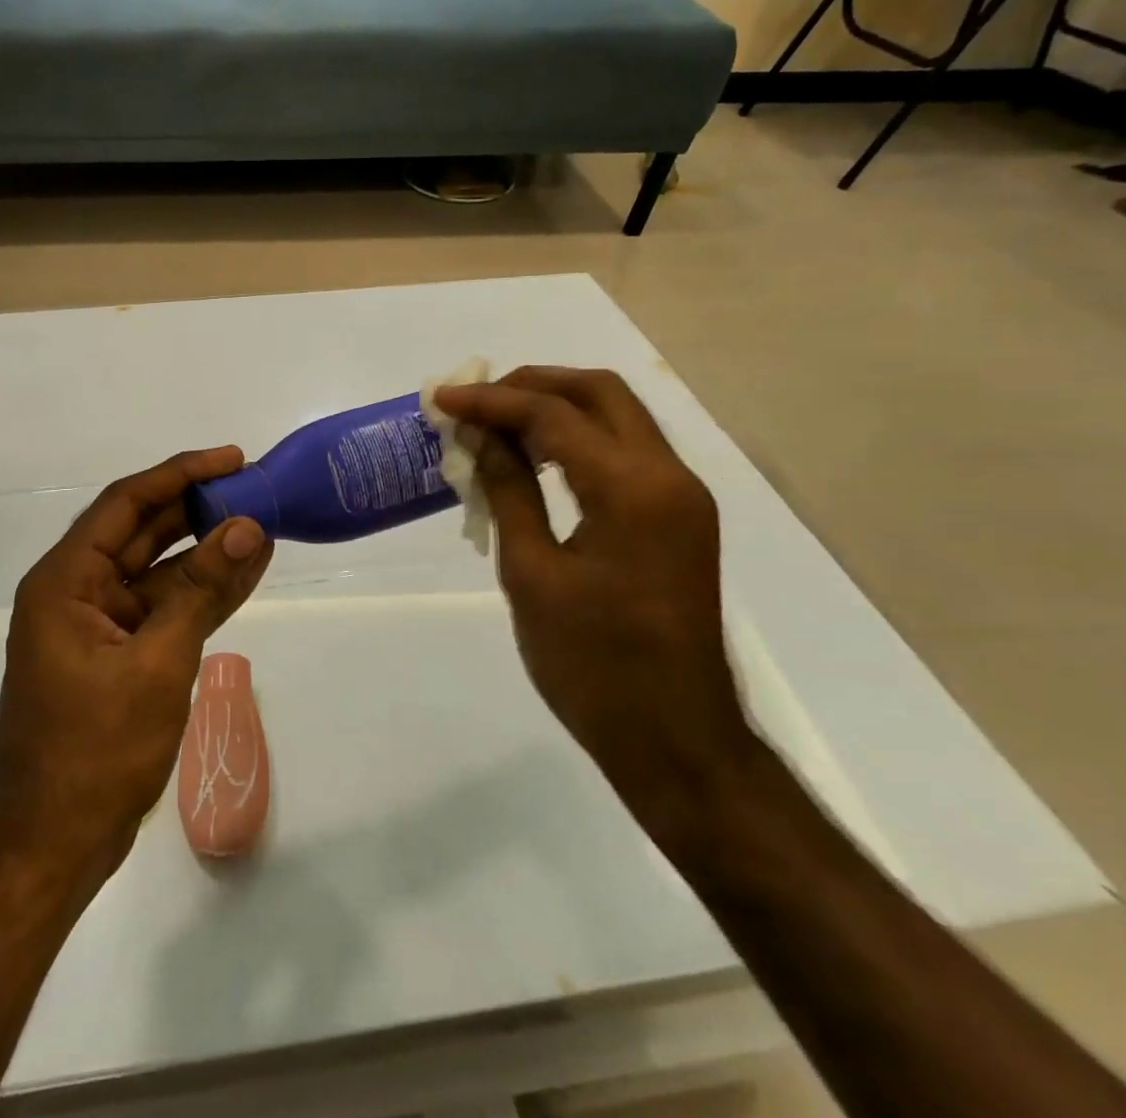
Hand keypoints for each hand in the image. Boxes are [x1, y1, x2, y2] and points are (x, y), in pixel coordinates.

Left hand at [0, 448, 273, 896]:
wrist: (55, 846)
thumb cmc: (95, 750)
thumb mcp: (157, 662)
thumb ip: (202, 590)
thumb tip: (247, 528)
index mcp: (66, 581)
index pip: (126, 504)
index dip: (180, 474)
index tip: (231, 458)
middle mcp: (77, 592)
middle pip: (143, 532)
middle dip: (198, 508)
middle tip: (254, 487)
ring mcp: (99, 626)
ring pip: (160, 571)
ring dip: (207, 551)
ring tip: (262, 524)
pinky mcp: (119, 656)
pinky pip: (164, 609)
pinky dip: (202, 592)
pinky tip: (245, 571)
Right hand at [433, 368, 754, 823]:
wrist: (676, 739)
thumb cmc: (593, 665)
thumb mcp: (532, 574)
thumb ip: (509, 492)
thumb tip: (482, 438)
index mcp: (632, 489)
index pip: (554, 415)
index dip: (492, 400)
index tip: (444, 399)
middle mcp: (669, 476)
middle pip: (600, 393)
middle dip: (533, 385)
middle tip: (477, 401)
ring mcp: (681, 496)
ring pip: (617, 417)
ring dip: (557, 408)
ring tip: (497, 424)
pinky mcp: (679, 518)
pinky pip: (626, 452)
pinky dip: (578, 440)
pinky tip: (536, 460)